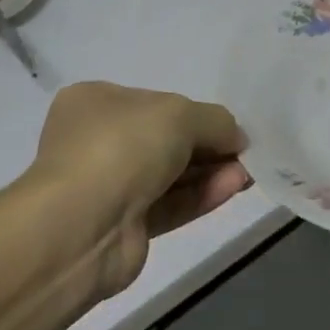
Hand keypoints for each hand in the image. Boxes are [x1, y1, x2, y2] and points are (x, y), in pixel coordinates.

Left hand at [30, 81, 252, 296]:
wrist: (82, 228)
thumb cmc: (123, 147)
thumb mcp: (181, 115)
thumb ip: (216, 121)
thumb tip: (237, 138)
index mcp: (95, 102)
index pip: (155, 102)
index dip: (195, 113)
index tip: (227, 126)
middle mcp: (97, 140)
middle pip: (165, 139)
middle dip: (208, 145)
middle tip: (244, 152)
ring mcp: (108, 186)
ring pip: (170, 174)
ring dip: (210, 171)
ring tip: (247, 172)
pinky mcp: (123, 226)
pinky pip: (169, 204)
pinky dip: (201, 195)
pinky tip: (233, 187)